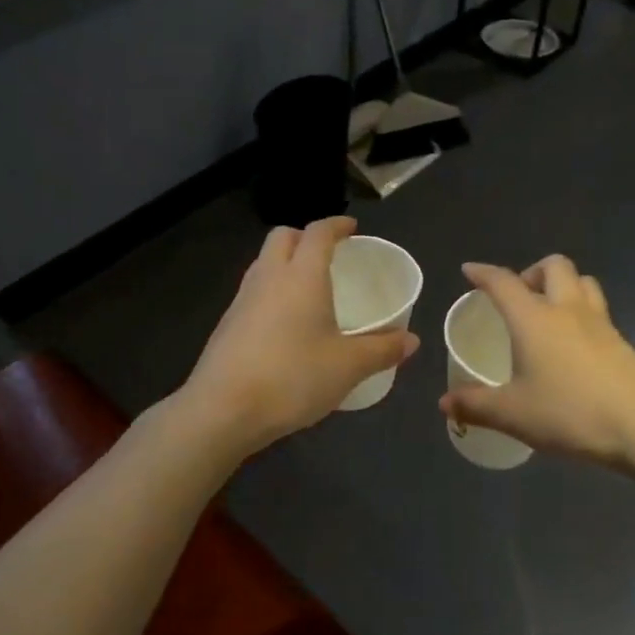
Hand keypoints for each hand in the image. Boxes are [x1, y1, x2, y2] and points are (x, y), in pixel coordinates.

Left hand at [182, 217, 418, 455]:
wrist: (223, 409)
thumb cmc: (292, 377)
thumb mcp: (347, 367)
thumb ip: (382, 350)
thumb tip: (411, 340)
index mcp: (302, 275)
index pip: (317, 233)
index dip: (336, 225)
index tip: (351, 228)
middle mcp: (269, 277)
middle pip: (282, 237)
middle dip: (305, 237)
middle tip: (328, 254)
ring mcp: (242, 299)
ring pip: (264, 263)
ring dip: (285, 263)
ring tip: (308, 288)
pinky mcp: (227, 324)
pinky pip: (253, 291)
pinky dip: (272, 291)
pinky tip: (285, 323)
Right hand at [438, 256, 634, 468]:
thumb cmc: (572, 413)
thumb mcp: (514, 414)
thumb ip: (476, 406)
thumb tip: (445, 404)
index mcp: (534, 318)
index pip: (503, 282)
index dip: (483, 273)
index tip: (470, 270)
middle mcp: (567, 310)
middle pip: (553, 266)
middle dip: (532, 271)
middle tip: (519, 296)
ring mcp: (601, 324)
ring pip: (583, 283)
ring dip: (564, 286)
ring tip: (549, 313)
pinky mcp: (623, 343)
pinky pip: (598, 312)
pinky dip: (582, 315)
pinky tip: (575, 348)